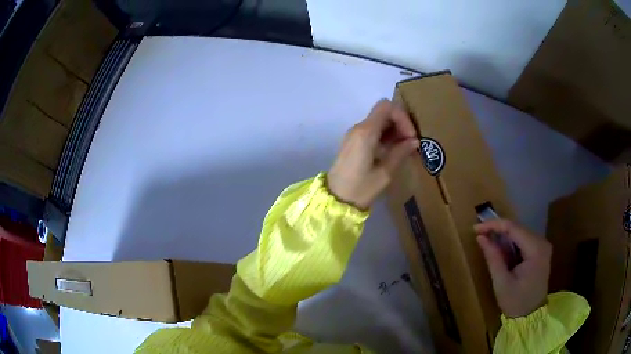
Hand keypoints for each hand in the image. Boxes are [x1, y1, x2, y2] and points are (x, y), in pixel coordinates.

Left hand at [327, 99, 418, 209]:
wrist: (335, 200)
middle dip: (400, 123)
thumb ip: (400, 153)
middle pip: (383, 112)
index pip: (386, 107)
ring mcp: (354, 135)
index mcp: (365, 132)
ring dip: (394, 130)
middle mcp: (358, 128)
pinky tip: (394, 152)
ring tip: (405, 149)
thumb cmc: (360, 189)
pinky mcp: (353, 143)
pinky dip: (385, 136)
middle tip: (411, 143)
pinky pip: (372, 131)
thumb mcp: (384, 173)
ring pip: (378, 121)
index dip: (402, 117)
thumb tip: (414, 141)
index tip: (411, 137)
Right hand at [475, 219, 551, 317]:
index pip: (514, 228)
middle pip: (518, 228)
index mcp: (536, 249)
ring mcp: (542, 246)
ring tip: (486, 241)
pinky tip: (499, 249)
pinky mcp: (539, 252)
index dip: (494, 225)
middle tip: (479, 235)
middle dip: (498, 230)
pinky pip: (523, 241)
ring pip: (520, 233)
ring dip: (503, 237)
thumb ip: (493, 257)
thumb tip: (480, 237)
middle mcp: (542, 242)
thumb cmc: (516, 302)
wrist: (530, 316)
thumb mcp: (501, 282)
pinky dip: (510, 243)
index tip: (475, 228)